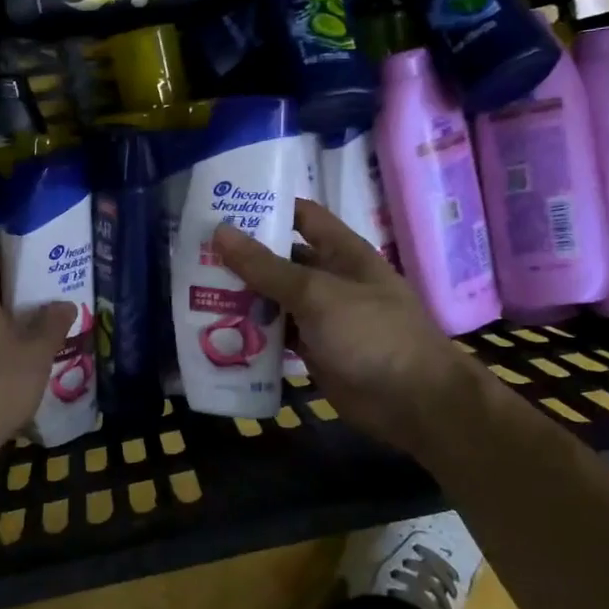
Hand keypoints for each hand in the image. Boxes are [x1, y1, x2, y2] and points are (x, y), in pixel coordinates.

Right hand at [212, 199, 481, 457]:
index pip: (301, 216)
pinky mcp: (314, 349)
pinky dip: (252, 333)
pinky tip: (218, 331)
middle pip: (281, 259)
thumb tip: (220, 231)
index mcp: (341, 252)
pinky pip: (277, 334)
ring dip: (242, 296)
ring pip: (275, 298)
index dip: (266, 207)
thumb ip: (267, 267)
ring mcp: (322, 316)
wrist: (414, 402)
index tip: (222, 206)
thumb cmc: (371, 334)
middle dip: (243, 257)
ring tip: (194, 291)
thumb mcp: (316, 294)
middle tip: (194, 254)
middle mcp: (331, 278)